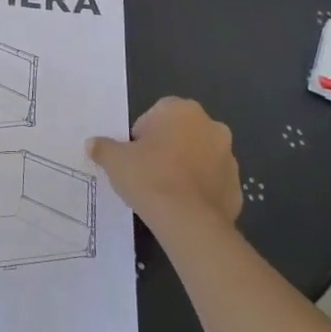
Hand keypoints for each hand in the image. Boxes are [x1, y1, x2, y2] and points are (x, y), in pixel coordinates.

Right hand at [89, 97, 241, 230]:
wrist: (188, 221)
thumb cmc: (149, 177)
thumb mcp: (115, 160)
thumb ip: (103, 147)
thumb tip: (92, 144)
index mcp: (181, 110)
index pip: (156, 114)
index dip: (142, 136)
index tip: (134, 156)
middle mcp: (210, 126)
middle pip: (181, 133)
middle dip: (167, 148)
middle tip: (148, 172)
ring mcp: (228, 157)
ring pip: (200, 157)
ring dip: (186, 168)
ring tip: (166, 192)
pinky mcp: (238, 187)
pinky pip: (213, 183)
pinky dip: (201, 190)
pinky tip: (184, 206)